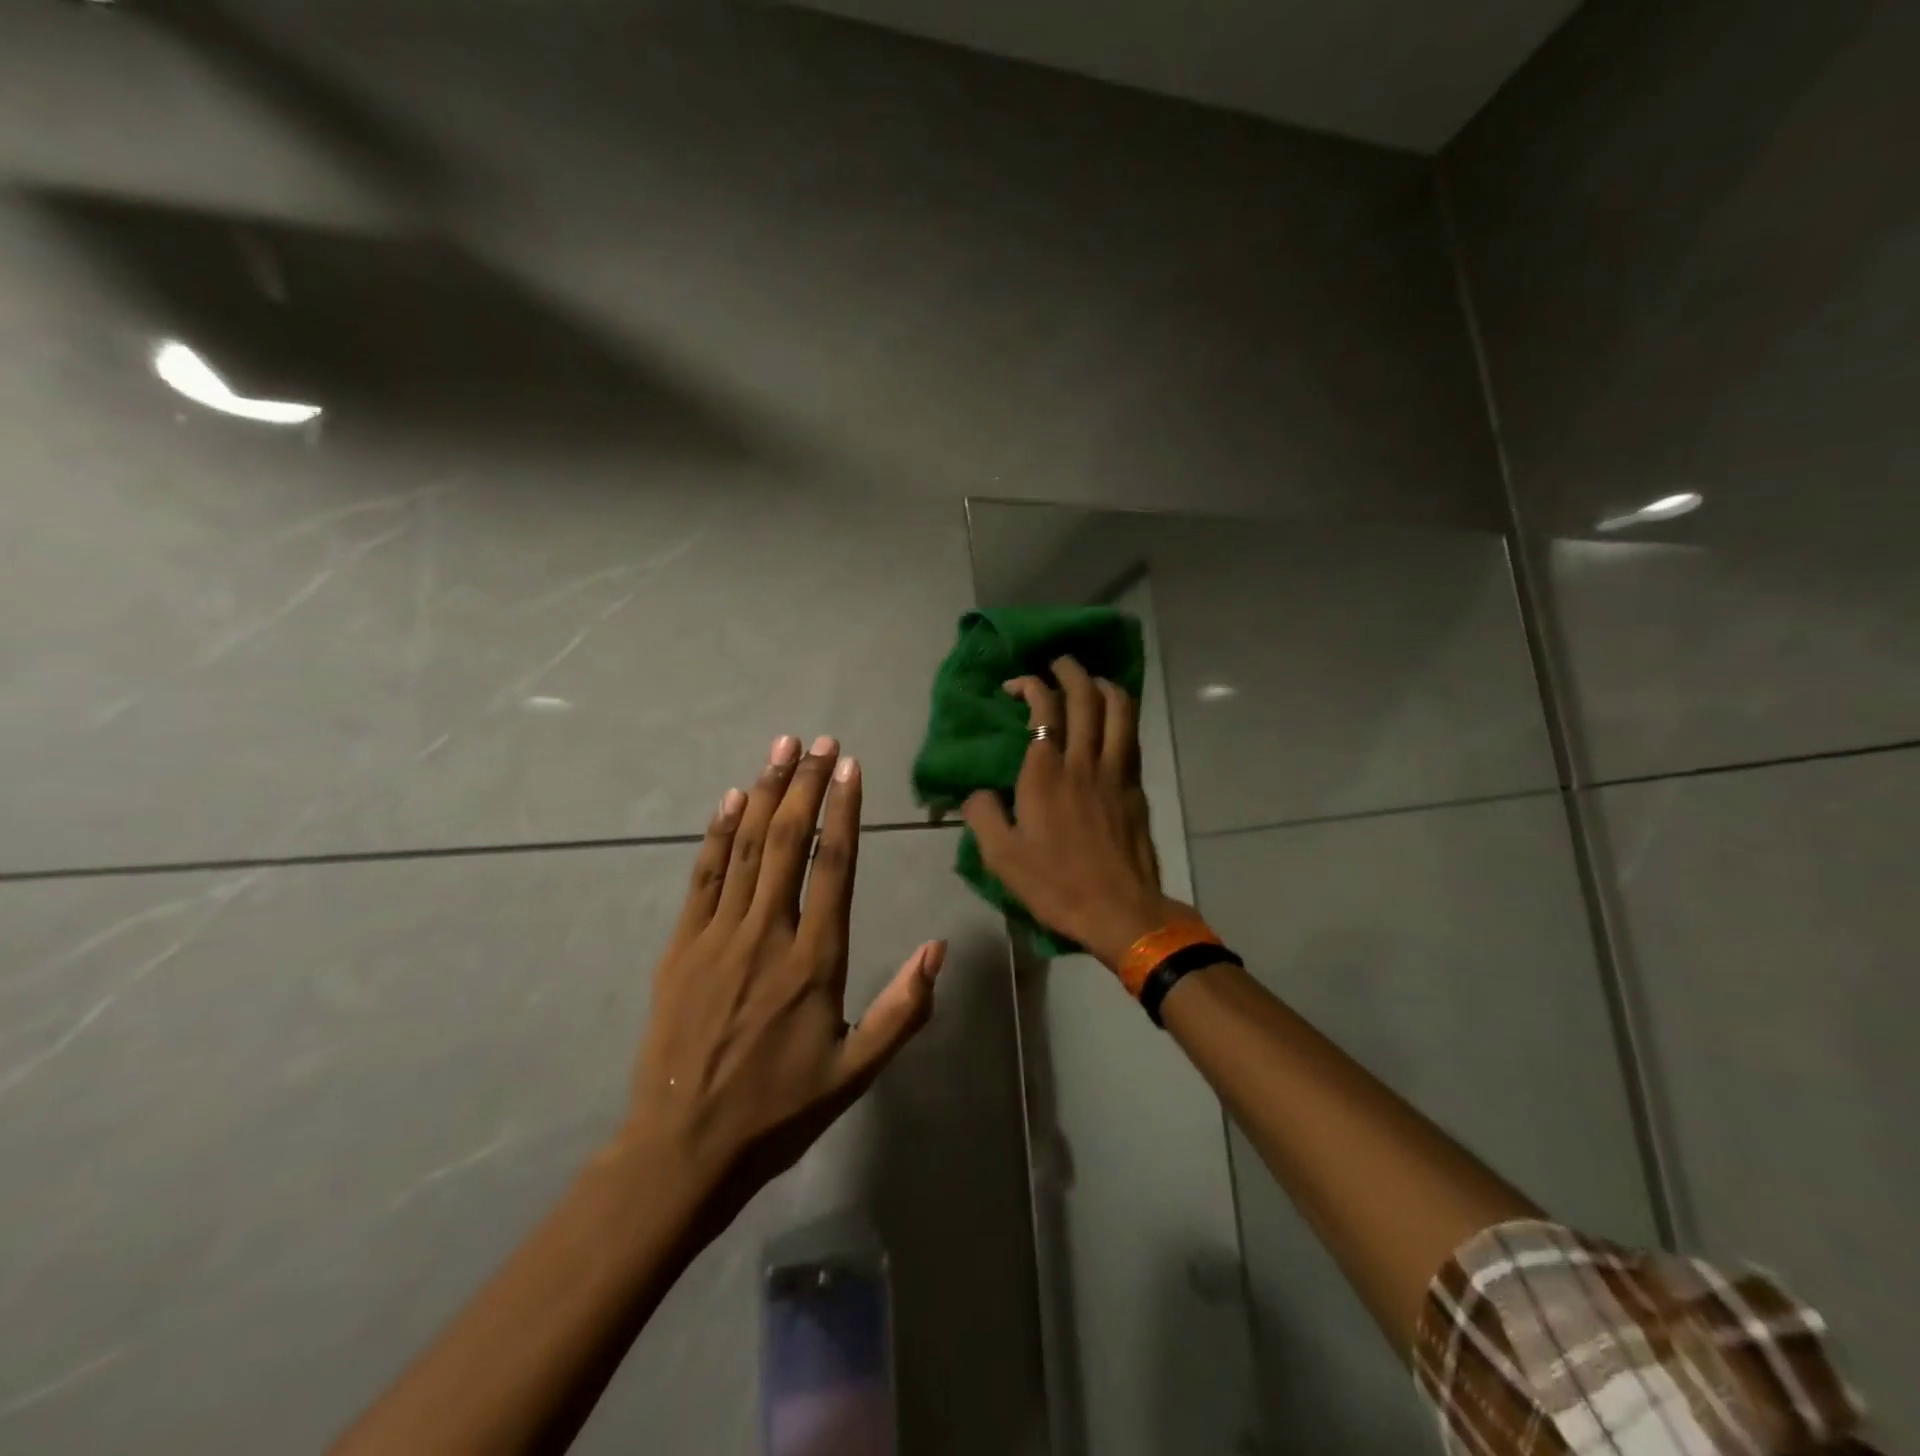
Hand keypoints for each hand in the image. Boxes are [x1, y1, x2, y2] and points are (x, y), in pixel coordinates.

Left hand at [621, 734, 946, 1214]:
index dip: (844, 809)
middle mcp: (768, 933)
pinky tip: (731, 798)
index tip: (850, 766)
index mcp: (815, 960)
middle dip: (806, 784)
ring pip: (747, 847)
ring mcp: (719, 935)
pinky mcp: (681, 945)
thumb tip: (939, 947)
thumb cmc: (779, 1110)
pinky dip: (718, 832)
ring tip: (782, 749)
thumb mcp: (856, 1071)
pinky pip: (703, 875)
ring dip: (765, 792)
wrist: (683, 1149)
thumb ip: (903, 1008)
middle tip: (819, 740)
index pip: (835, 865)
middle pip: (790, 841)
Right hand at [962, 657, 1189, 971]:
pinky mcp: (1136, 786)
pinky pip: (1131, 735)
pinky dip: (1122, 714)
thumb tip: (975, 792)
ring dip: (1102, 685)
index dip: (1030, 685)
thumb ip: (982, 816)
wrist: (1119, 910)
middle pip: (1084, 697)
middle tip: (1057, 664)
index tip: (1016, 686)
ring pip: (1118, 709)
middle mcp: (1083, 761)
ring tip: (1090, 681)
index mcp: (1045, 773)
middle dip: (1070, 671)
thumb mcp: (1001, 857)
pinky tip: (1113, 716)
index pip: (1044, 708)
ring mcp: (1116, 771)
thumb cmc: (1056, 885)